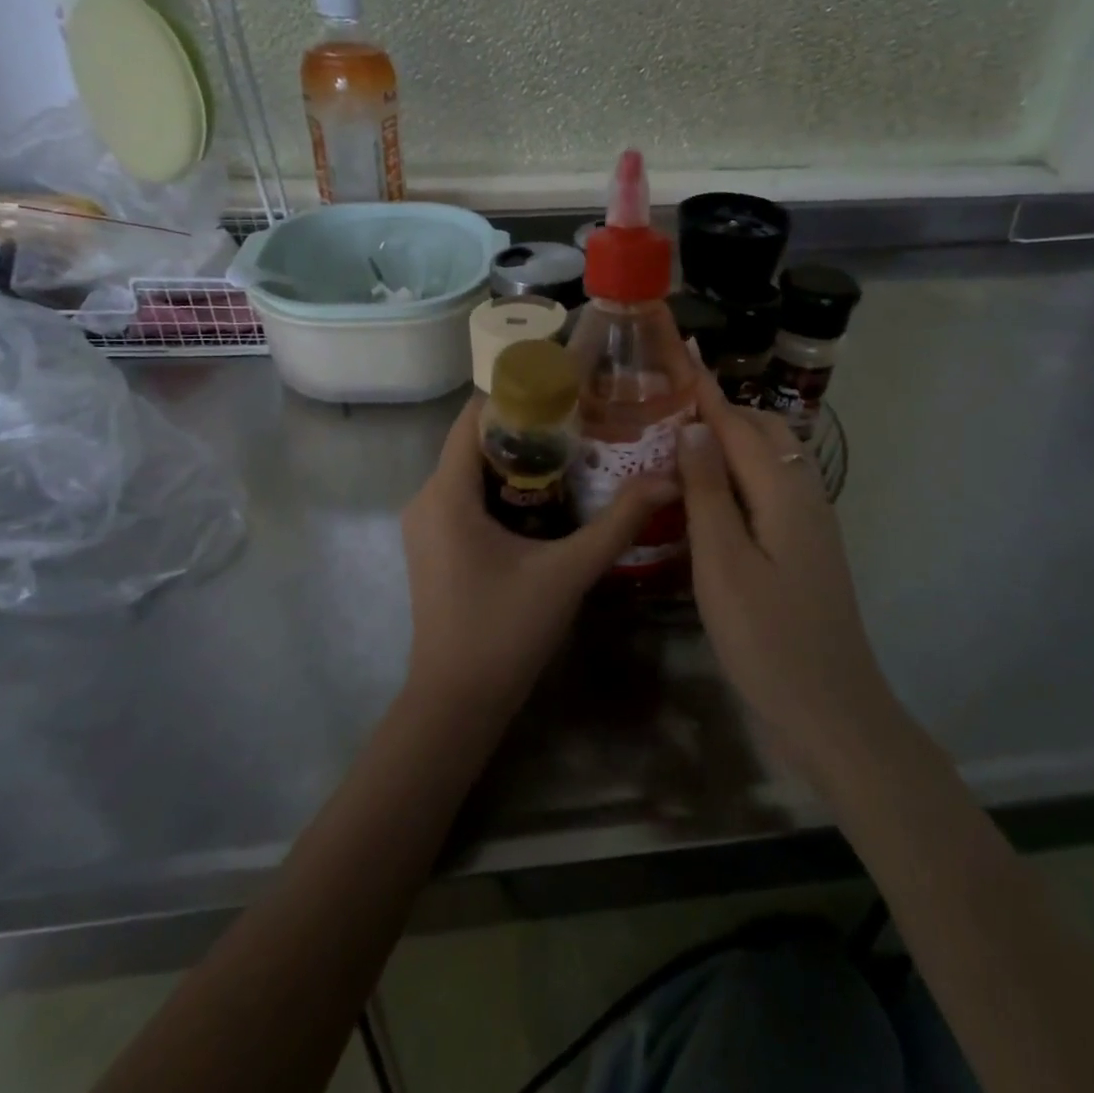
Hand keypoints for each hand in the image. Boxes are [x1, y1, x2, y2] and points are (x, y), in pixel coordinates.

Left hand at [401, 396, 675, 715]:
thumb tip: (667, 478)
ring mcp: (426, 524)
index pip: (475, 416)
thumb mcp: (568, 572)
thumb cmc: (505, 631)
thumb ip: (618, 523)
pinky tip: (546, 500)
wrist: (456, 703)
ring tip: (574, 453)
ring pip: (471, 470)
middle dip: (527, 428)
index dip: (519, 395)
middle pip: (475, 440)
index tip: (567, 389)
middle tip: (583, 421)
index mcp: (446, 493)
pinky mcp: (434, 545)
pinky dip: (503, 488)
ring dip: (517, 460)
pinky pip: (466, 496)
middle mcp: (426, 498)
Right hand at [677, 371, 893, 774]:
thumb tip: (693, 427)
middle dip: (720, 410)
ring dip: (732, 440)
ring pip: (771, 461)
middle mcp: (804, 495)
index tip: (679, 352)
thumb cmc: (767, 639)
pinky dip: (741, 473)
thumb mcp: (723, 563)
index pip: (737, 424)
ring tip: (685, 442)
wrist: (831, 712)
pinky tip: (713, 494)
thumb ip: (708, 491)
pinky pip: (772, 489)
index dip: (705, 391)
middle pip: (763, 433)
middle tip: (669, 406)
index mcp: (783, 492)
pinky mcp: (806, 548)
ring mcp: (811, 523)